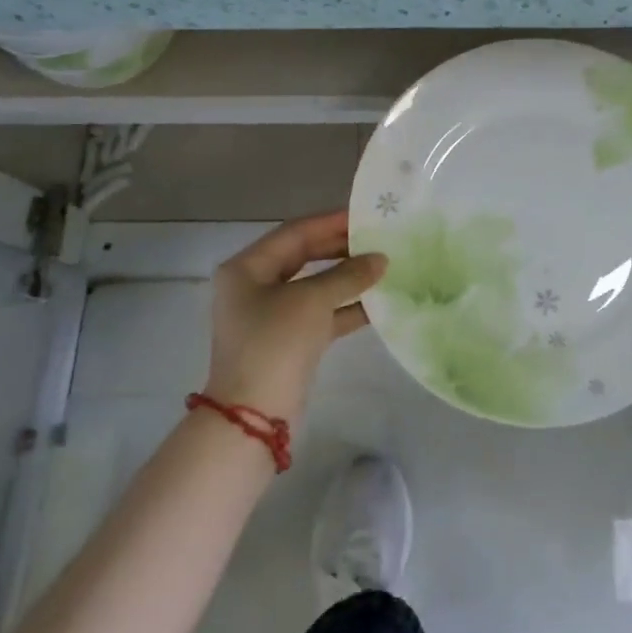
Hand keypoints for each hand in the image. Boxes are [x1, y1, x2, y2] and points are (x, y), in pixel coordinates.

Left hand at [204, 211, 386, 423]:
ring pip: (315, 286)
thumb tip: (381, 259)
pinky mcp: (288, 341)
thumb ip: (348, 274)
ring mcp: (271, 316)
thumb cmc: (275, 343)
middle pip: (304, 257)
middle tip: (378, 239)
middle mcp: (255, 287)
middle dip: (342, 249)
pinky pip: (321, 314)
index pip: (295, 233)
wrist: (253, 417)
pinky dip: (346, 307)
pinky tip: (378, 302)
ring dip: (348, 277)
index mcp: (247, 268)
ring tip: (384, 266)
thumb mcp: (312, 300)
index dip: (331, 222)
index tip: (366, 216)